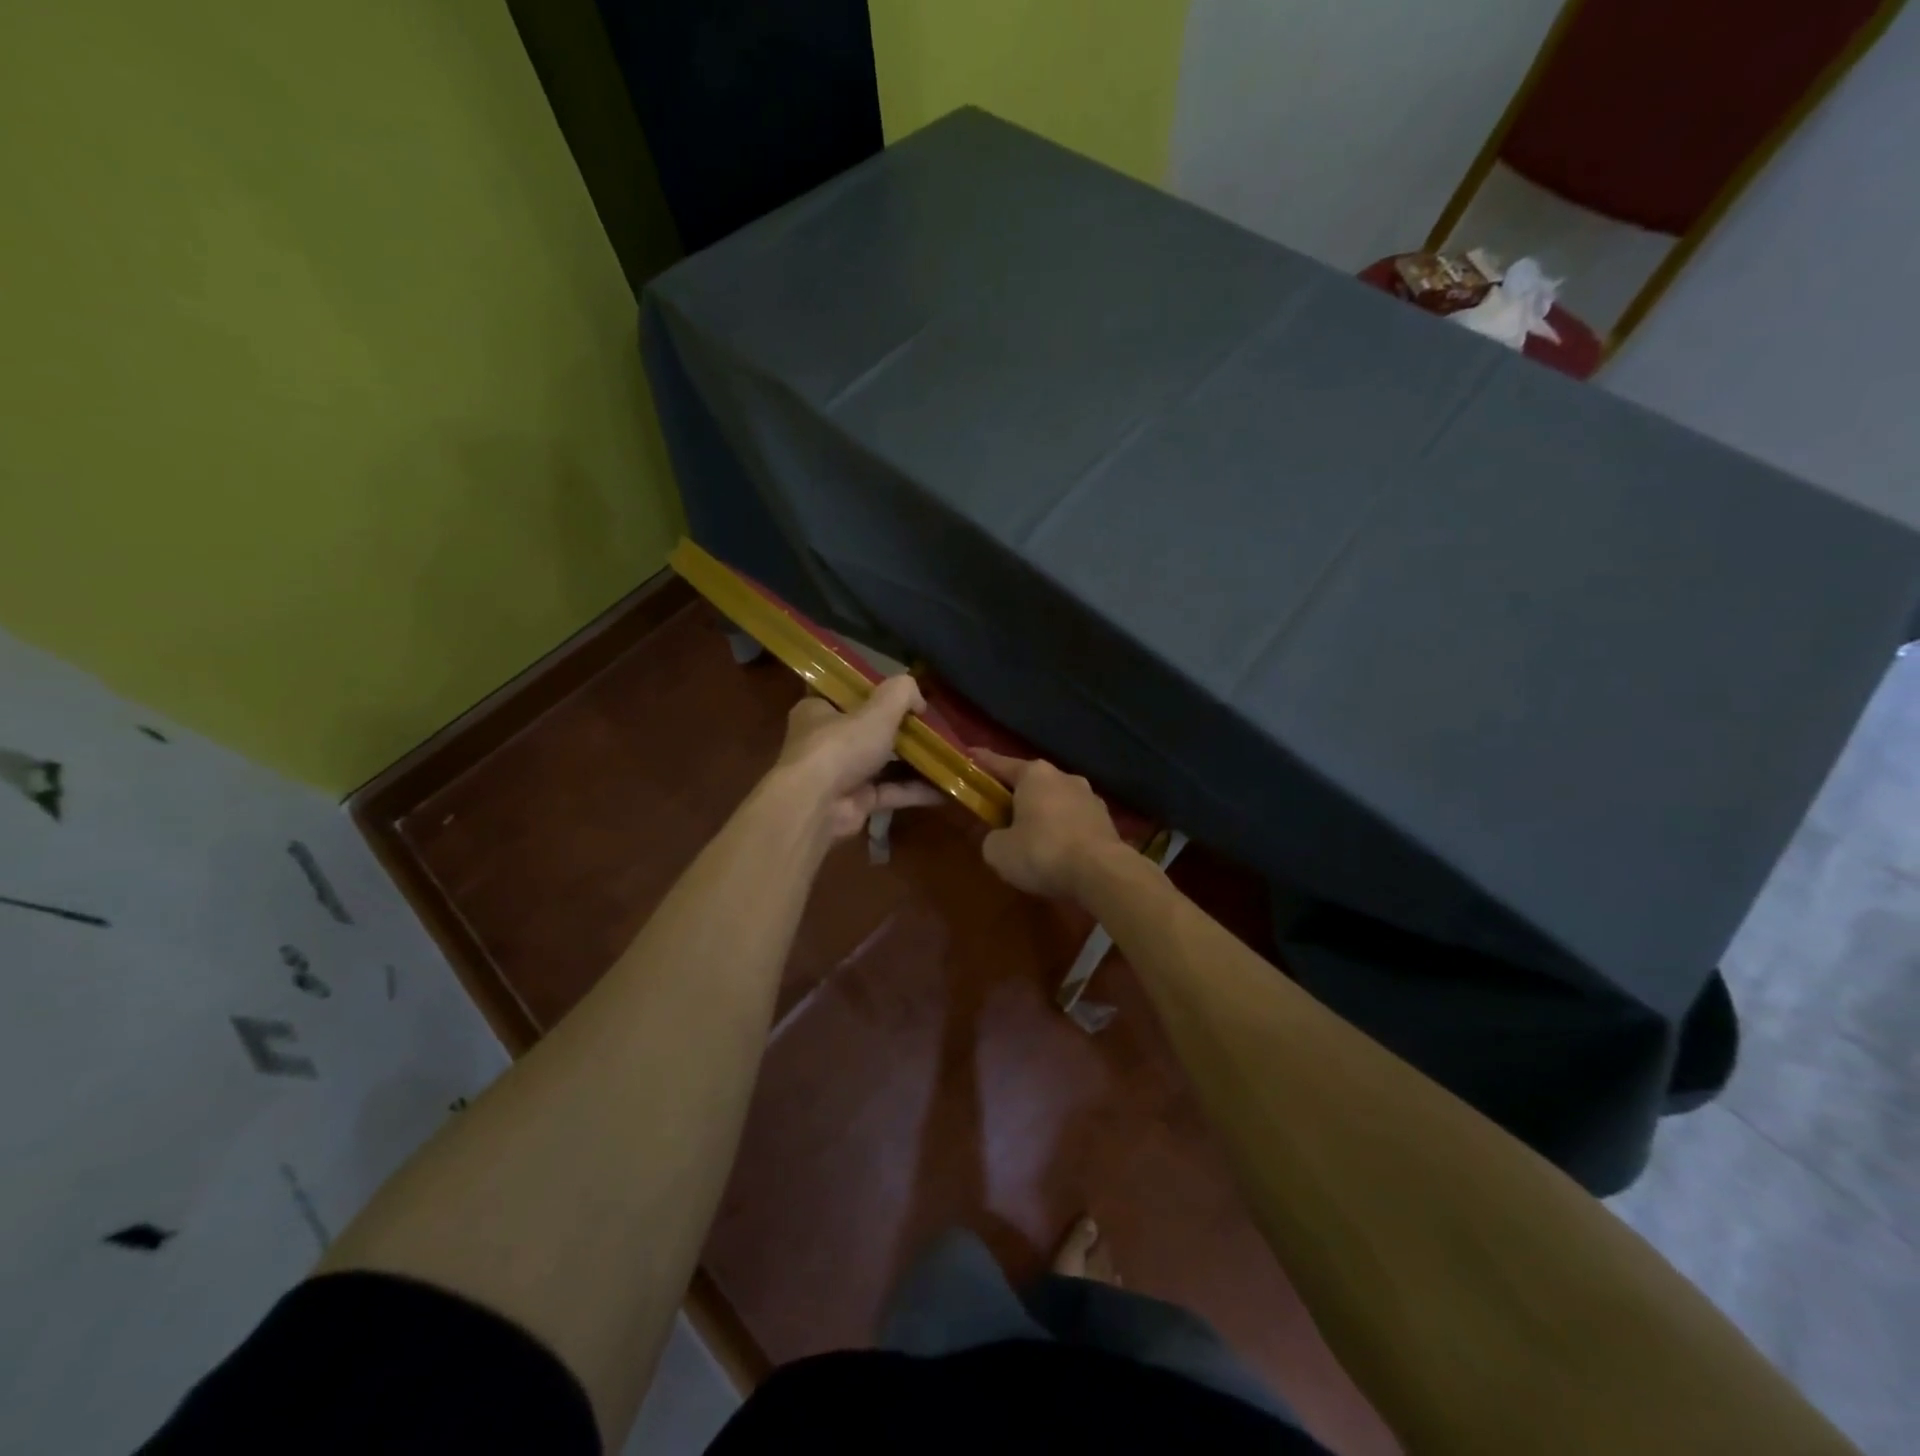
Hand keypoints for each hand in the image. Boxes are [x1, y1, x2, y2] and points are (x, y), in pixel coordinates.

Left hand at [773, 676, 943, 840]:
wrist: (818, 806)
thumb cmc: (841, 746)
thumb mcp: (877, 709)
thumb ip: (901, 693)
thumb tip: (919, 698)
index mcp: (818, 710)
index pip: (847, 695)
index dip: (876, 693)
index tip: (906, 695)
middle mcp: (825, 742)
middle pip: (868, 730)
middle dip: (901, 731)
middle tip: (933, 726)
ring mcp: (840, 775)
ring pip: (882, 763)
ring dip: (913, 762)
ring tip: (945, 755)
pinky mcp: (855, 802)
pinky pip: (890, 792)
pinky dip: (914, 791)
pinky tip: (945, 790)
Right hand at [972, 748, 1123, 899]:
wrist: (1101, 873)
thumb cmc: (1042, 852)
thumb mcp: (999, 851)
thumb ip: (992, 838)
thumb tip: (1000, 837)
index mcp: (1034, 774)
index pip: (1000, 764)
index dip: (981, 762)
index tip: (969, 755)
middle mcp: (1064, 777)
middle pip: (1031, 782)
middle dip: (1016, 795)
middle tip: (999, 811)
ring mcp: (1090, 797)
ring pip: (1056, 801)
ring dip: (1043, 814)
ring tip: (1032, 837)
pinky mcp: (1106, 820)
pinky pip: (1074, 821)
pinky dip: (1063, 831)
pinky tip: (1058, 851)